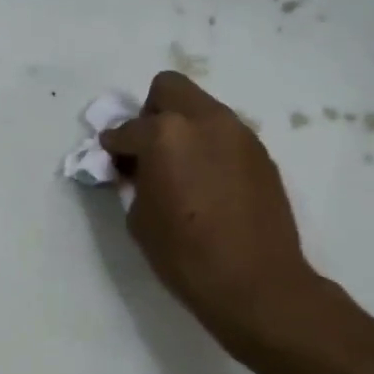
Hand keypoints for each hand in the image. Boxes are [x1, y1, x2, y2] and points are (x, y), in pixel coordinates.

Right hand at [100, 72, 325, 352]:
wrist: (256, 283)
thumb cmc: (186, 256)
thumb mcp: (140, 219)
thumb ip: (135, 182)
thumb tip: (138, 169)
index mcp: (166, 135)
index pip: (127, 129)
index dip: (114, 145)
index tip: (112, 159)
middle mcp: (204, 121)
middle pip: (169, 89)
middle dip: (150, 113)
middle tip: (148, 149)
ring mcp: (238, 133)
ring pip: (201, 108)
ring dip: (184, 127)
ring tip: (181, 168)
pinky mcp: (260, 152)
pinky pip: (224, 134)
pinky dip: (209, 146)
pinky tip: (208, 182)